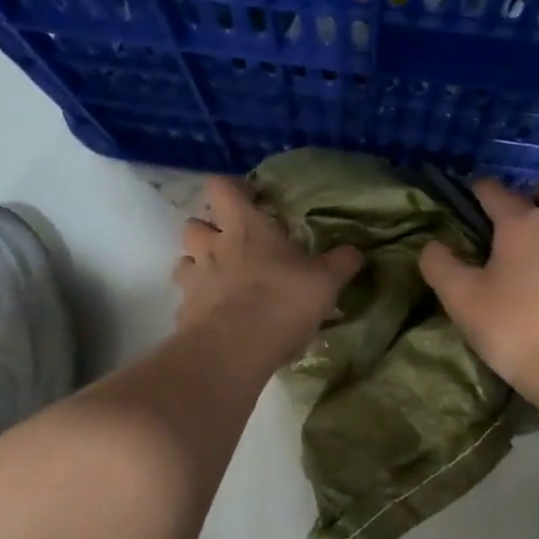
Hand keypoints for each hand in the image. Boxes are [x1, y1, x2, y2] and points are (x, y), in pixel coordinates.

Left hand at [174, 177, 363, 365]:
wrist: (233, 350)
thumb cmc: (281, 300)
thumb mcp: (325, 281)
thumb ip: (341, 262)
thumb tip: (355, 251)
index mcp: (244, 227)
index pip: (221, 187)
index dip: (233, 188)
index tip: (251, 199)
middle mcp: (212, 246)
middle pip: (194, 223)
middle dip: (209, 229)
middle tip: (233, 243)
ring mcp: (193, 280)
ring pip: (184, 260)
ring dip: (199, 265)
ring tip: (222, 280)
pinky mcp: (183, 313)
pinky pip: (187, 300)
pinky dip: (199, 303)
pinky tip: (218, 317)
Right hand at [420, 177, 538, 405]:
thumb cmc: (515, 329)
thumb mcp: (462, 300)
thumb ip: (441, 266)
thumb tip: (433, 246)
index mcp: (523, 225)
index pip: (496, 190)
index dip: (478, 190)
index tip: (468, 198)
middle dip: (532, 194)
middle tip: (512, 221)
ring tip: (529, 269)